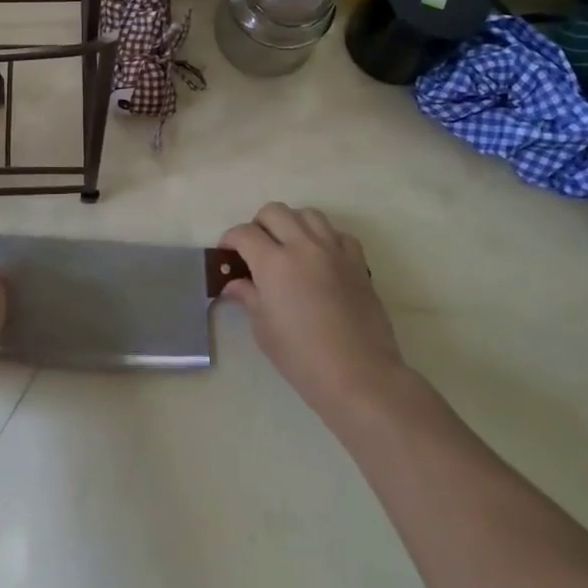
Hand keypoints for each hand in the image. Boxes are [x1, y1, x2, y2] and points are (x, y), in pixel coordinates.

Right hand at [219, 203, 410, 428]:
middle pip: (274, 212)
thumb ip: (248, 296)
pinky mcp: (358, 262)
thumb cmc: (302, 357)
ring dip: (291, 224)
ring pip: (308, 214)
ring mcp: (334, 251)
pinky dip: (323, 238)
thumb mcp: (263, 328)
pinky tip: (319, 259)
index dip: (230, 240)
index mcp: (274, 262)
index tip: (227, 254)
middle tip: (255, 249)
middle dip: (258, 225)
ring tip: (288, 247)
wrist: (359, 375)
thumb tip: (235, 283)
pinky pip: (337, 233)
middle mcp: (303, 246)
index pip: (244, 233)